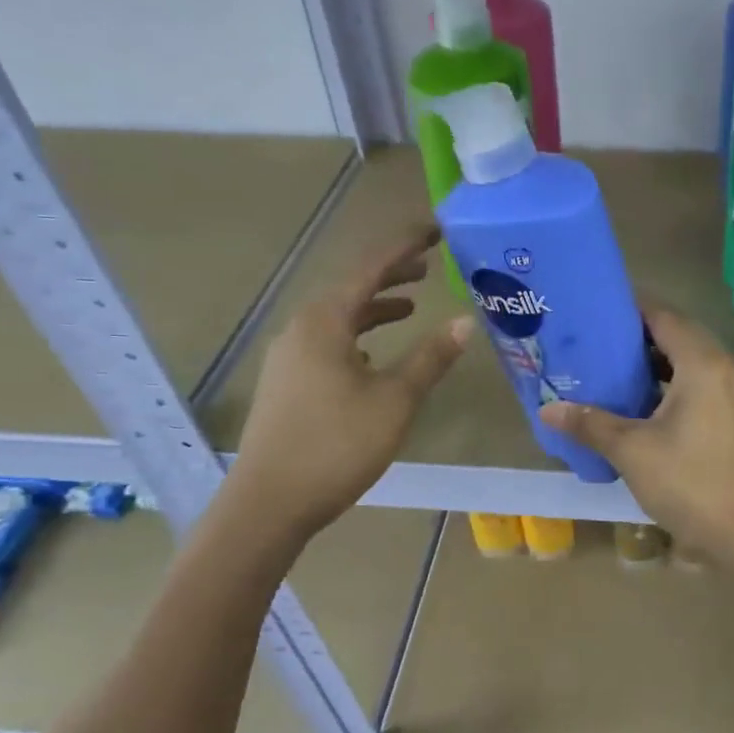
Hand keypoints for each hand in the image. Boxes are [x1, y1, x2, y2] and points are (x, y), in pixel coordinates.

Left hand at [231, 226, 471, 530]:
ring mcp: (289, 357)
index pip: (370, 268)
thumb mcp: (395, 401)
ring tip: (410, 305)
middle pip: (351, 288)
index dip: (404, 246)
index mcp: (325, 322)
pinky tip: (374, 356)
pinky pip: (328, 341)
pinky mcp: (287, 382)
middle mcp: (301, 329)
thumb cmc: (336, 446)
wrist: (268, 503)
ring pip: (338, 317)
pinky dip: (358, 335)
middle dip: (390, 274)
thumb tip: (465, 322)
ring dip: (375, 306)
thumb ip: (431, 358)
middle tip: (428, 264)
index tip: (435, 229)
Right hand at [541, 299, 733, 573]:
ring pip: (695, 362)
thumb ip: (591, 424)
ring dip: (660, 363)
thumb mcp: (633, 452)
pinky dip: (678, 384)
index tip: (597, 310)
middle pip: (681, 335)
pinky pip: (707, 384)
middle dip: (641, 337)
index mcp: (704, 364)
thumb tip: (547, 410)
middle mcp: (728, 368)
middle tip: (598, 342)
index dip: (631, 309)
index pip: (665, 317)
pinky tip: (649, 405)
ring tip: (617, 371)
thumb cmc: (691, 484)